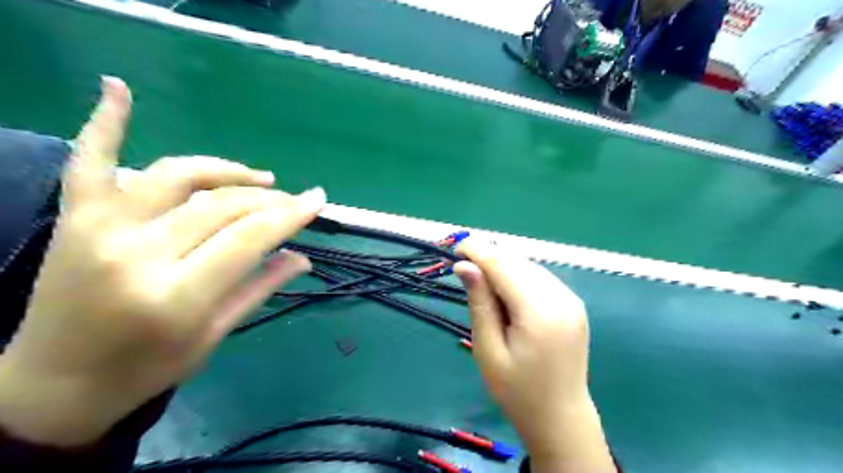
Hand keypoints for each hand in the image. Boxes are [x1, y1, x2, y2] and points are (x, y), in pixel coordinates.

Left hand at [0, 77, 325, 446]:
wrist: (54, 384)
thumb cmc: (146, 368)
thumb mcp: (214, 335)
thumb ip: (260, 288)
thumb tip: (303, 256)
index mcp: (176, 296)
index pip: (248, 238)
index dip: (289, 214)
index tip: (318, 199)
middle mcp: (138, 255)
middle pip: (221, 207)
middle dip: (268, 200)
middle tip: (294, 201)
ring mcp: (100, 229)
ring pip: (178, 178)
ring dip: (226, 170)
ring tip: (259, 177)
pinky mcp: (76, 219)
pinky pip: (90, 161)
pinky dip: (105, 123)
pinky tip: (119, 88)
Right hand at [455, 243, 612, 472]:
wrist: (561, 418)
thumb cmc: (517, 391)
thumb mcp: (488, 350)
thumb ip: (480, 303)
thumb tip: (465, 266)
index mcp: (539, 312)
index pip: (504, 266)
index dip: (478, 251)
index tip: (455, 247)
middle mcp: (561, 298)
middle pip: (518, 263)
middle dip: (489, 258)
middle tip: (463, 267)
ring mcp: (571, 300)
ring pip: (530, 267)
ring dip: (504, 266)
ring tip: (482, 281)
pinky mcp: (574, 305)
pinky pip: (541, 279)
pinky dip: (519, 277)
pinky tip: (506, 290)